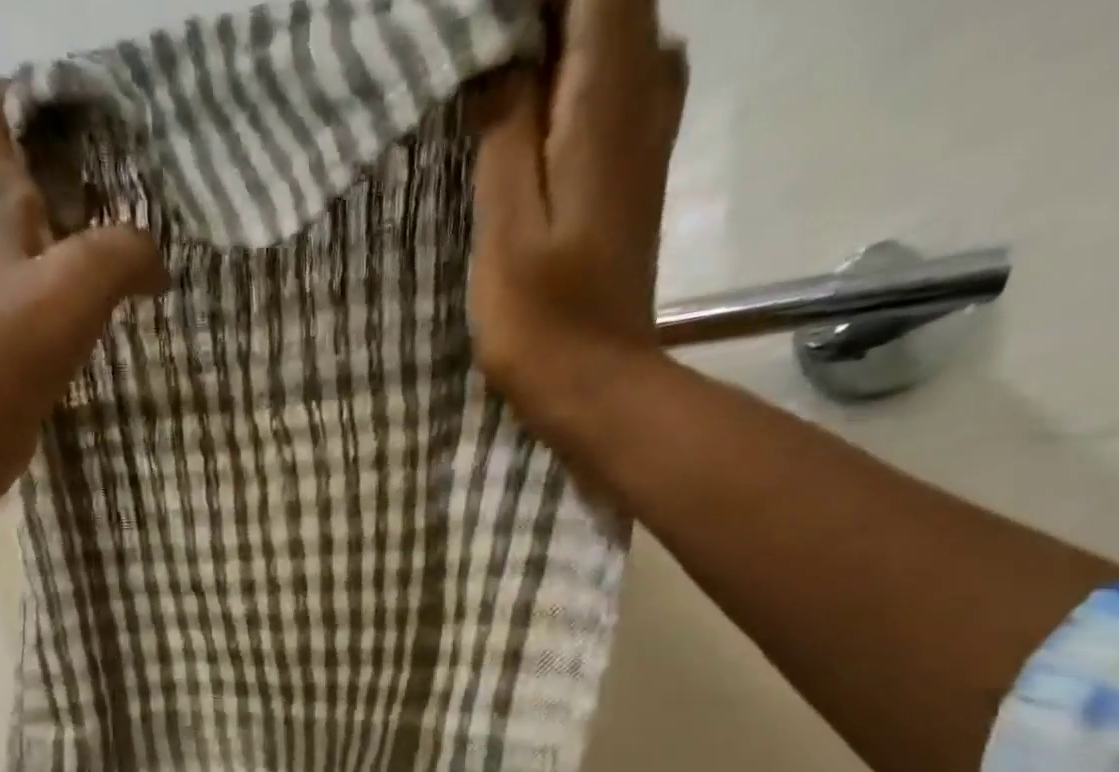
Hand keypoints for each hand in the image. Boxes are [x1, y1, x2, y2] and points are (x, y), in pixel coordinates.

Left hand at [0, 78, 167, 505]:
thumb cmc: (12, 340)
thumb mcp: (81, 277)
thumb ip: (126, 253)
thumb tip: (155, 264)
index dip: (7, 100)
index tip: (67, 127)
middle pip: (24, 189)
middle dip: (75, 187)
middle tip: (133, 206)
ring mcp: (2, 303)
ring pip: (45, 256)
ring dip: (88, 259)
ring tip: (141, 273)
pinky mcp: (15, 352)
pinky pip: (55, 314)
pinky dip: (85, 315)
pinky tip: (119, 330)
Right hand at [468, 0, 686, 439]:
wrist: (598, 387)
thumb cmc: (544, 322)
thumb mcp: (506, 229)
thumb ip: (504, 129)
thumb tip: (499, 53)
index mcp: (610, 96)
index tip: (475, 25)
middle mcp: (646, 87)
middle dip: (534, 14)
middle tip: (471, 50)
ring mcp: (648, 126)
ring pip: (608, 33)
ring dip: (550, 37)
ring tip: (486, 73)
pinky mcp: (634, 164)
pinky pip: (609, 79)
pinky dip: (565, 75)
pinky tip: (520, 110)